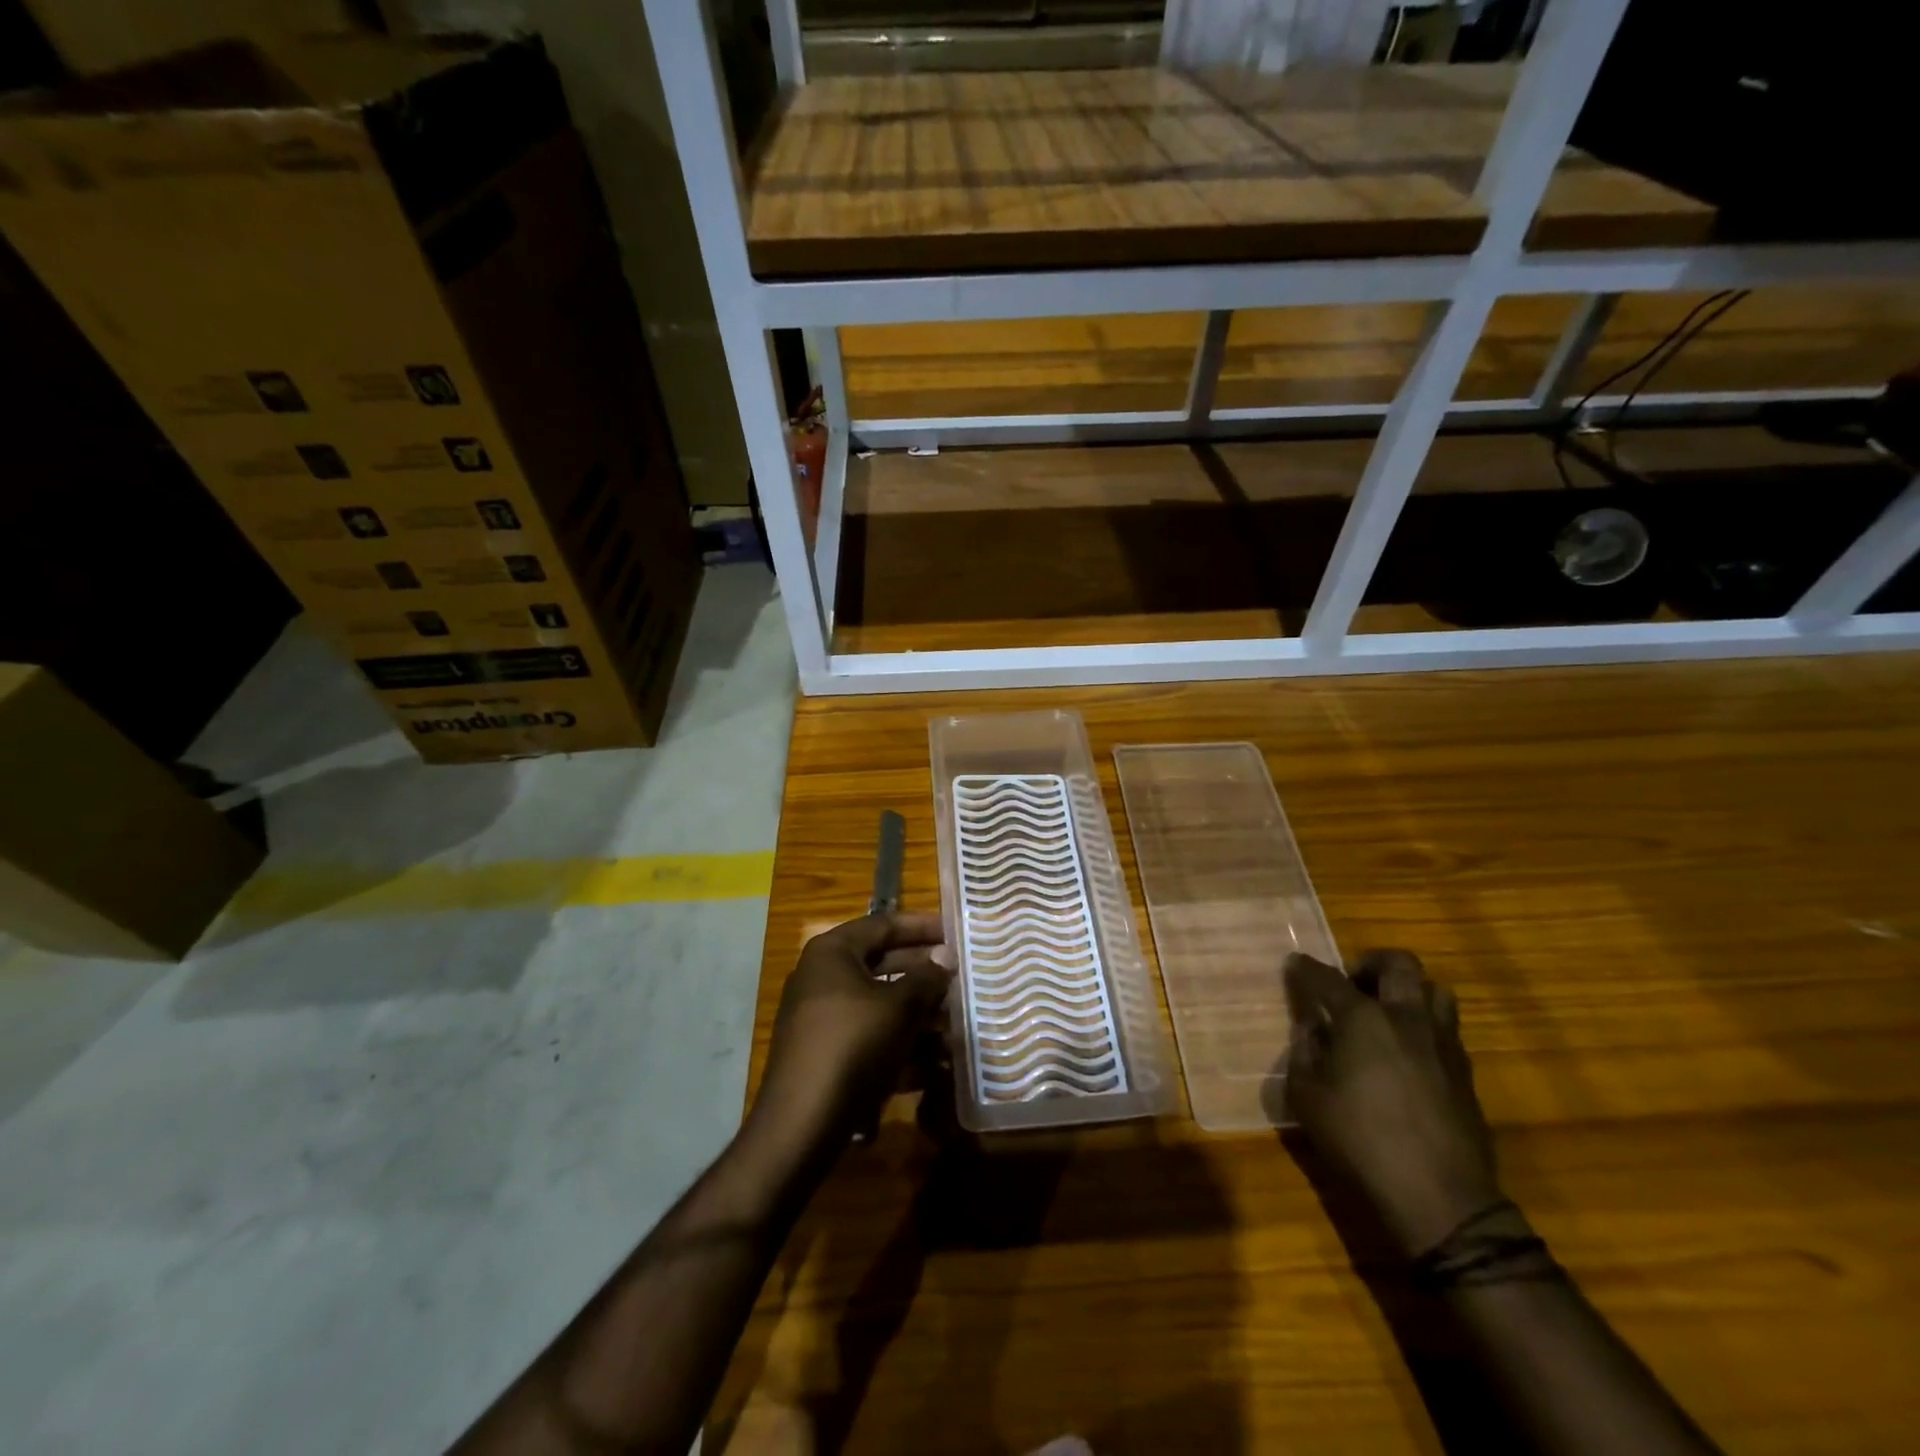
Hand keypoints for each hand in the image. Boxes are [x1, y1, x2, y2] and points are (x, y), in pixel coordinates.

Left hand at [749, 913, 955, 1154]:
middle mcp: (823, 978)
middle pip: (882, 964)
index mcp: (833, 953)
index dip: (922, 926)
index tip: (955, 932)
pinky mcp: (827, 1055)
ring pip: (880, 1005)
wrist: (802, 1123)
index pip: (883, 924)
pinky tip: (937, 1063)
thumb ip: (926, 978)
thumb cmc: (854, 1045)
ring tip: (957, 1023)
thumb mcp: (899, 1007)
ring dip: (918, 1014)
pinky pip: (871, 1038)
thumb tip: (945, 956)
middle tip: (961, 976)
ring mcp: (822, 1019)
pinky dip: (901, 1045)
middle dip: (924, 974)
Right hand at [1284, 949, 1502, 1260]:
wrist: (1439, 1198)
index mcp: (1363, 1019)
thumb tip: (1313, 1029)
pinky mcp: (1465, 1072)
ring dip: (1408, 990)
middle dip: (1371, 963)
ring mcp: (1443, 1043)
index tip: (1294, 964)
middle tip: (1353, 984)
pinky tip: (1407, 1053)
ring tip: (1386, 1013)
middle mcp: (1406, 1018)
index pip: (1327, 978)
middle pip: (1399, 964)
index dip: (1306, 968)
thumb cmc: (1360, 1142)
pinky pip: (1447, 1027)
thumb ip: (1304, 1053)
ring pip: (1435, 990)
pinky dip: (1424, 1025)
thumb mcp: (1307, 1097)